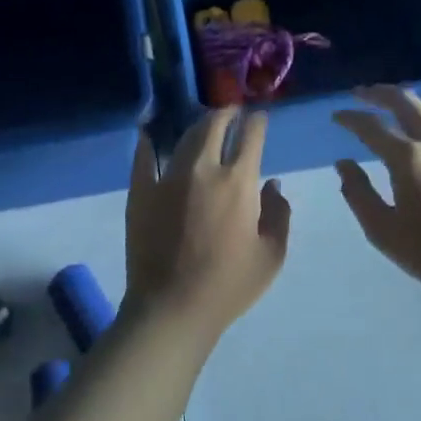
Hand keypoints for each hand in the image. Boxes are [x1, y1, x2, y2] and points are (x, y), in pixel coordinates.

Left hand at [124, 107, 291, 342]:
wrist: (172, 308)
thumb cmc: (228, 285)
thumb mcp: (271, 255)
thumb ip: (279, 214)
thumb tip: (272, 184)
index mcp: (238, 182)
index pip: (251, 136)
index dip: (257, 122)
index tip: (259, 118)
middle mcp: (203, 169)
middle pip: (214, 126)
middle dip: (226, 113)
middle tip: (231, 112)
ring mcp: (168, 178)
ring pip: (184, 137)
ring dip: (197, 126)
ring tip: (203, 126)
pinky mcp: (141, 191)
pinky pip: (144, 157)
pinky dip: (149, 143)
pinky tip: (151, 134)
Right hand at [333, 86, 420, 301]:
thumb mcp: (383, 231)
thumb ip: (358, 193)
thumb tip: (343, 163)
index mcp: (406, 158)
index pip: (371, 127)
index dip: (351, 118)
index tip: (336, 116)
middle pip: (404, 103)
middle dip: (379, 94)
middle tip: (361, 93)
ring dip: (408, 99)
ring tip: (391, 99)